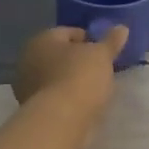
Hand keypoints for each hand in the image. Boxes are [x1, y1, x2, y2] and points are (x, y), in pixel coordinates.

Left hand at [12, 25, 128, 114]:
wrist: (60, 121)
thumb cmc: (79, 77)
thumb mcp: (102, 55)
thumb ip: (111, 41)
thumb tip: (122, 28)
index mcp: (42, 39)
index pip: (68, 32)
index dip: (89, 40)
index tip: (105, 52)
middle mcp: (28, 59)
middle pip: (59, 56)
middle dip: (78, 61)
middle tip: (100, 70)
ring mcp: (27, 86)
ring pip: (56, 77)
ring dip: (72, 81)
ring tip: (95, 89)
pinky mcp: (32, 110)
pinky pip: (55, 97)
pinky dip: (67, 99)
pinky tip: (83, 105)